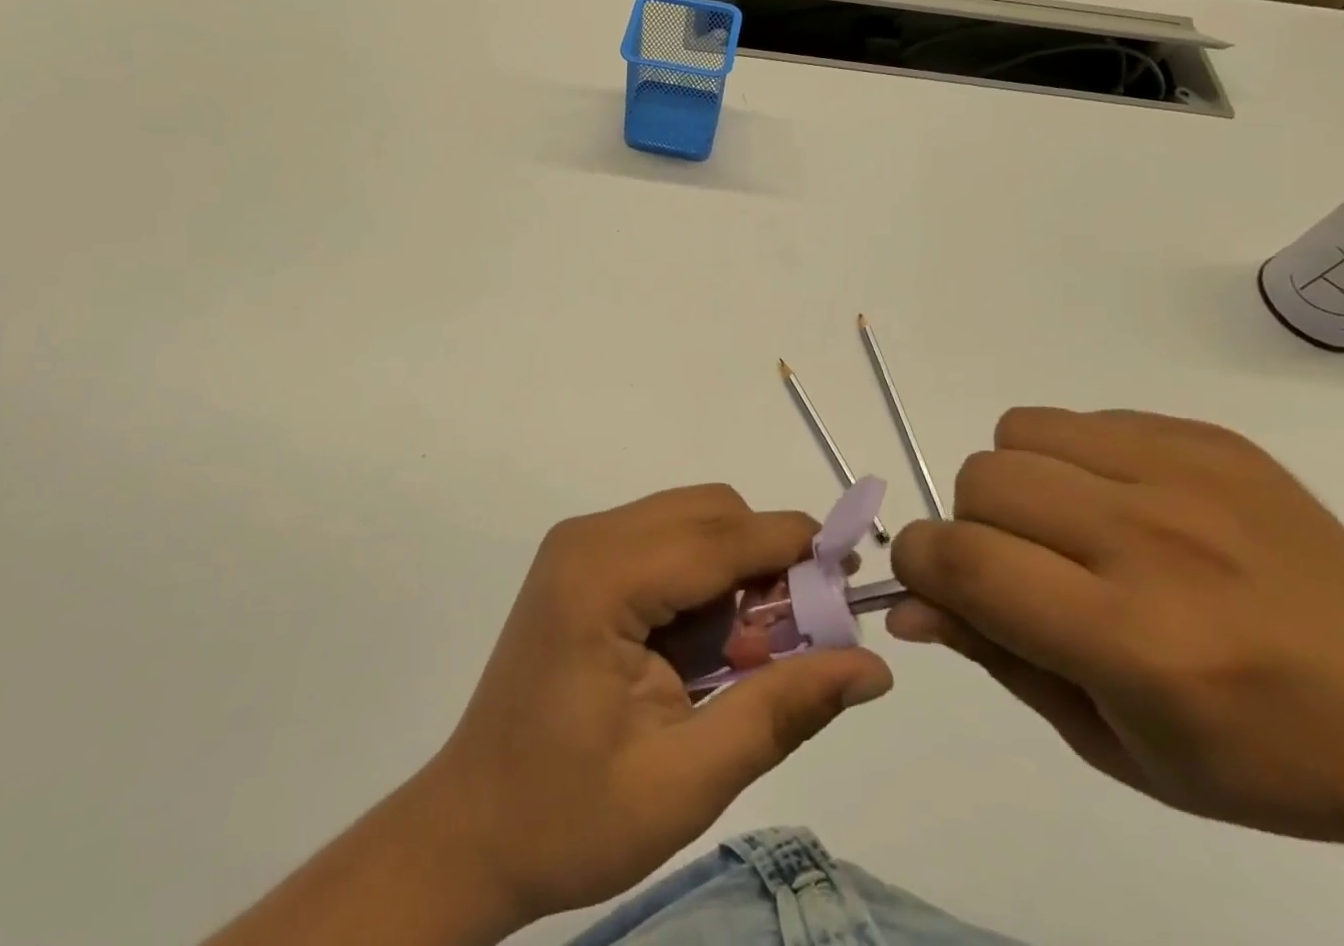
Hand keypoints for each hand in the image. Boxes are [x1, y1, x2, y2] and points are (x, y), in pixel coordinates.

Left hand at [421, 484, 892, 928]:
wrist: (470, 832)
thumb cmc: (569, 817)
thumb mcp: (685, 781)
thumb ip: (780, 711)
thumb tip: (873, 668)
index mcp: (602, 578)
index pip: (722, 537)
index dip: (795, 550)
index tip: (855, 582)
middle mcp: (589, 538)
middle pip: (711, 513)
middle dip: (767, 562)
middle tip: (794, 641)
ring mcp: (581, 545)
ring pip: (693, 521)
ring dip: (737, 571)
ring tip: (744, 654)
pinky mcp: (582, 562)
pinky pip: (667, 542)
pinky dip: (704, 579)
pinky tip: (703, 647)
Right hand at [889, 408, 1343, 844]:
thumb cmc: (1255, 754)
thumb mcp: (1112, 742)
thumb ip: (997, 658)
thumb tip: (909, 604)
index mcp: (1135, 643)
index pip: (967, 562)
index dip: (920, 563)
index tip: (931, 579)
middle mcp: (1154, 542)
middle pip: (982, 480)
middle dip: (974, 526)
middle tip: (1027, 568)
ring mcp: (1184, 475)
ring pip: (1017, 433)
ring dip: (1018, 483)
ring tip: (1073, 529)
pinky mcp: (1205, 436)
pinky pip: (1078, 418)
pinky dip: (1071, 458)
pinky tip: (1128, 505)